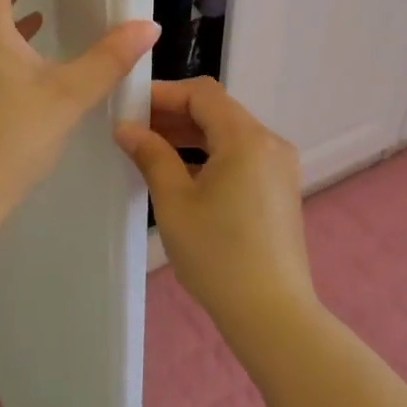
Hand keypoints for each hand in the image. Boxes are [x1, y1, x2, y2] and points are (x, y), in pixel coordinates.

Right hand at [114, 78, 316, 332]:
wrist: (272, 313)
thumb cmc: (218, 255)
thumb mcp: (175, 202)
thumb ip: (151, 156)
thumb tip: (127, 128)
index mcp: (246, 138)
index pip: (202, 93)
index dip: (164, 93)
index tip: (131, 107)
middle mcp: (269, 143)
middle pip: (218, 111)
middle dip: (175, 115)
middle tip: (134, 131)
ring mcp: (279, 167)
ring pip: (229, 135)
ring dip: (191, 136)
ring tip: (151, 152)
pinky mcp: (279, 190)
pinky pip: (241, 157)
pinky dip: (211, 156)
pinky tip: (182, 176)